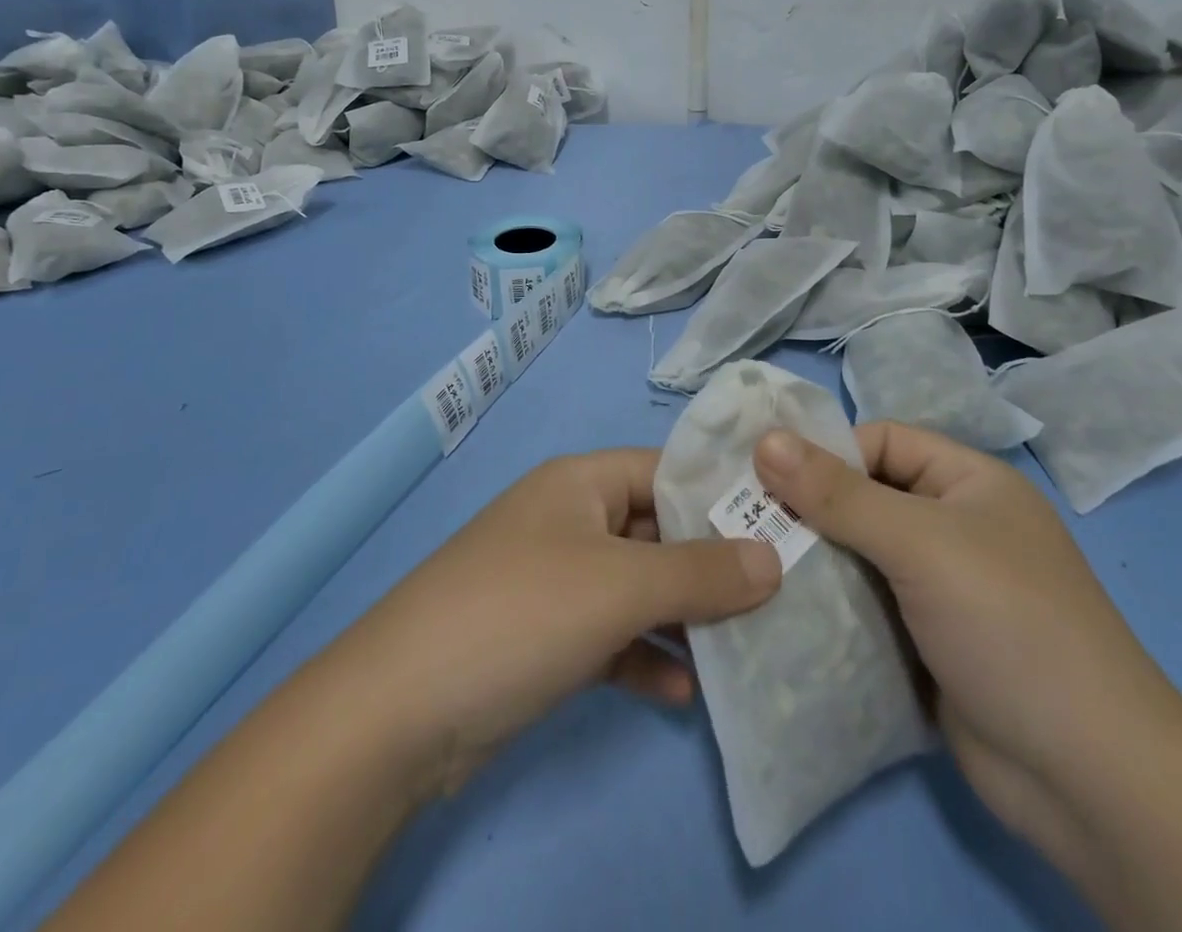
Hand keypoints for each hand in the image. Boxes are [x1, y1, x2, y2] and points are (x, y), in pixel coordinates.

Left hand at [327, 450, 782, 800]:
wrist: (399, 710)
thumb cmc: (521, 613)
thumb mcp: (620, 586)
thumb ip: (700, 571)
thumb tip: (773, 558)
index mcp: (580, 483)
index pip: (664, 471)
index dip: (720, 494)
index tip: (782, 525)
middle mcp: (568, 520)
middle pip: (654, 530)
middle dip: (710, 563)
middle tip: (778, 595)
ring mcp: (553, 580)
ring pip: (636, 588)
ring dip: (682, 616)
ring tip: (743, 648)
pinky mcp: (541, 637)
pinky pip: (609, 636)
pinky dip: (643, 657)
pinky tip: (681, 692)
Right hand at [752, 423, 1181, 871]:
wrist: (1091, 782)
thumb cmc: (1010, 627)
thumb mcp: (921, 544)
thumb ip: (839, 494)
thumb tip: (764, 439)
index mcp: (967, 483)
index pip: (880, 442)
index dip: (824, 453)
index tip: (762, 476)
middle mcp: (953, 527)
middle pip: (863, 498)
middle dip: (807, 510)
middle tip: (740, 522)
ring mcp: (940, 590)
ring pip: (858, 556)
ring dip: (812, 562)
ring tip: (750, 566)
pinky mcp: (925, 643)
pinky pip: (864, 607)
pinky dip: (829, 607)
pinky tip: (780, 612)